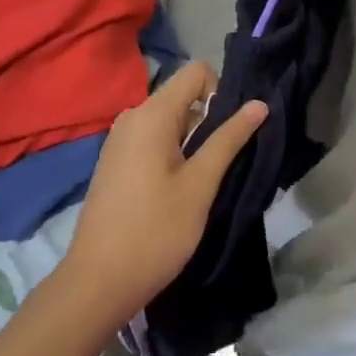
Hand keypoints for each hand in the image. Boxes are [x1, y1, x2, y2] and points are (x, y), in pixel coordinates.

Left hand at [61, 61, 265, 327]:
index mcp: (152, 114)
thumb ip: (228, 139)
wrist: (96, 283)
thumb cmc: (155, 231)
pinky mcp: (114, 162)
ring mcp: (119, 140)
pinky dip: (172, 153)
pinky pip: (151, 139)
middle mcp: (132, 116)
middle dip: (209, 121)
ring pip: (169, 121)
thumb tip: (258, 104)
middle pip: (182, 96)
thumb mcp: (200, 185)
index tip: (229, 132)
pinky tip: (176, 192)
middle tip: (221, 164)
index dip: (221, 91)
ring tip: (201, 183)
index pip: (196, 72)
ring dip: (192, 141)